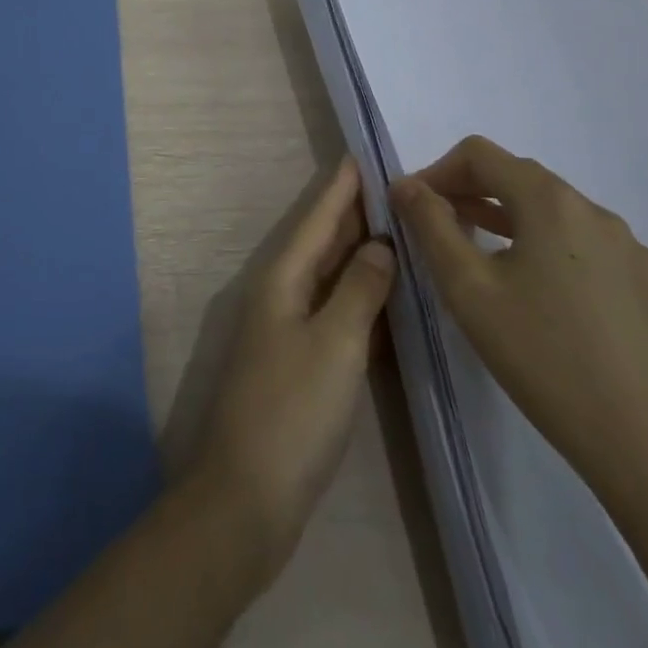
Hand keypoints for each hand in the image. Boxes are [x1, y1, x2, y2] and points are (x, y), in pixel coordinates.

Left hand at [188, 160, 396, 582]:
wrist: (249, 494)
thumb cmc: (293, 411)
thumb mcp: (336, 344)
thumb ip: (360, 289)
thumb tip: (380, 244)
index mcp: (282, 279)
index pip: (317, 218)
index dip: (341, 187)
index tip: (364, 154)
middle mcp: (281, 294)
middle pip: (322, 242)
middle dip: (354, 213)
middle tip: (396, 187)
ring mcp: (289, 329)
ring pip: (329, 276)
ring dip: (359, 252)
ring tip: (399, 228)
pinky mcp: (301, 362)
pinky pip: (335, 311)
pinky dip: (360, 295)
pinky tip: (386, 294)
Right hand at [389, 137, 647, 503]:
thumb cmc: (545, 359)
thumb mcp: (468, 289)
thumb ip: (431, 225)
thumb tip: (406, 185)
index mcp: (551, 202)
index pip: (480, 154)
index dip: (436, 170)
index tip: (412, 207)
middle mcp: (596, 212)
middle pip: (519, 178)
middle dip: (469, 193)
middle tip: (437, 230)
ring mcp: (633, 250)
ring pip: (554, 214)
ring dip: (507, 220)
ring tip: (479, 257)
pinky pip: (587, 247)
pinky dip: (548, 249)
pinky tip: (541, 297)